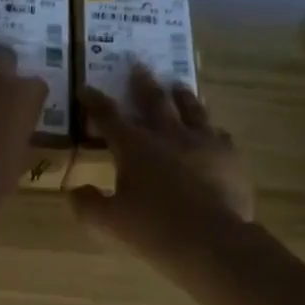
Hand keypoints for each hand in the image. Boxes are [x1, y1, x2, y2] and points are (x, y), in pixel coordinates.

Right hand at [71, 63, 253, 270]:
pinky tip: (213, 131)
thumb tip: (74, 191)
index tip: (86, 88)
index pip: (108, 116)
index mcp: (134, 147)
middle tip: (138, 64)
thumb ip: (87, 205)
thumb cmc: (153, 229)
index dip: (95, 101)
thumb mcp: (109, 222)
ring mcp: (203, 141)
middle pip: (153, 100)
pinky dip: (210, 129)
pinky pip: (219, 134)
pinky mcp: (230, 155)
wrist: (211, 240)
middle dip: (142, 82)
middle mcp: (168, 135)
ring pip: (191, 109)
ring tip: (178, 85)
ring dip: (181, 95)